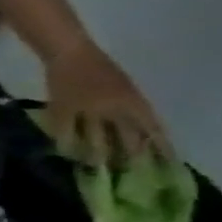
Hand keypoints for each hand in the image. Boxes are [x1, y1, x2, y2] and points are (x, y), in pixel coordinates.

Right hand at [42, 43, 171, 167]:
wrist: (70, 53)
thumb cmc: (98, 67)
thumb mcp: (123, 85)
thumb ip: (128, 105)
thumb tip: (135, 127)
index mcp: (132, 99)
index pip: (149, 126)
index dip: (156, 143)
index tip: (160, 159)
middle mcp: (112, 106)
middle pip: (123, 134)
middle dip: (125, 151)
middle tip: (125, 168)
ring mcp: (85, 107)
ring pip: (92, 135)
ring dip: (93, 151)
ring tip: (92, 164)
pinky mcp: (61, 108)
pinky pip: (64, 128)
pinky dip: (64, 139)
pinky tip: (63, 149)